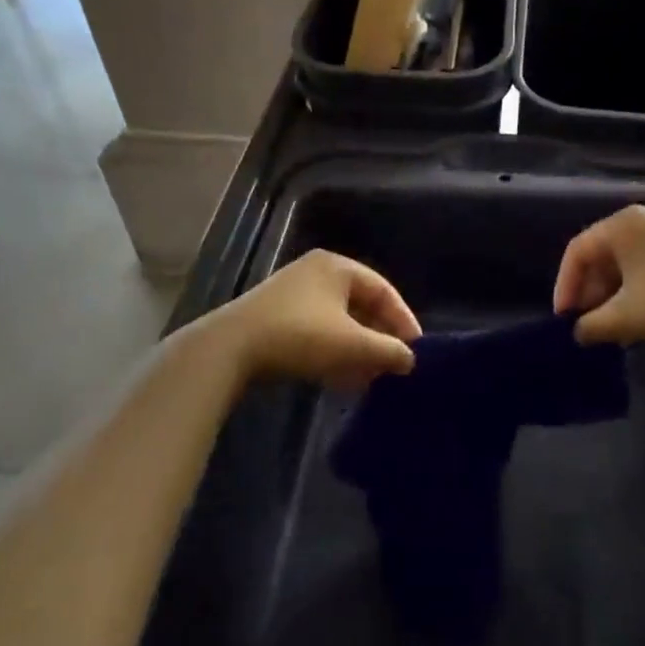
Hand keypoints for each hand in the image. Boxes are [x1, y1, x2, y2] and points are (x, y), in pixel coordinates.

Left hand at [210, 250, 420, 388]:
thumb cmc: (300, 336)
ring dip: (357, 349)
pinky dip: (334, 352)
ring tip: (371, 378)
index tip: (415, 350)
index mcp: (337, 266)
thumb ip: (388, 350)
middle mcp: (316, 272)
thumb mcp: (352, 345)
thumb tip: (410, 359)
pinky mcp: (275, 317)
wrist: (229, 349)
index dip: (403, 320)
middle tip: (393, 365)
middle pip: (361, 305)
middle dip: (379, 338)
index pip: (384, 290)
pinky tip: (341, 379)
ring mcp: (292, 294)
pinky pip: (317, 331)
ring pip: (338, 321)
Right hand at [554, 206, 644, 345]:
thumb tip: (578, 332)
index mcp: (622, 225)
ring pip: (628, 261)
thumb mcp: (628, 317)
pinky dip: (638, 288)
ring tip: (614, 326)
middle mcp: (644, 219)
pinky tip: (644, 316)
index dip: (565, 286)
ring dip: (614, 293)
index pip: (577, 251)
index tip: (564, 319)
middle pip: (603, 254)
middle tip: (588, 323)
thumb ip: (594, 325)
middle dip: (591, 291)